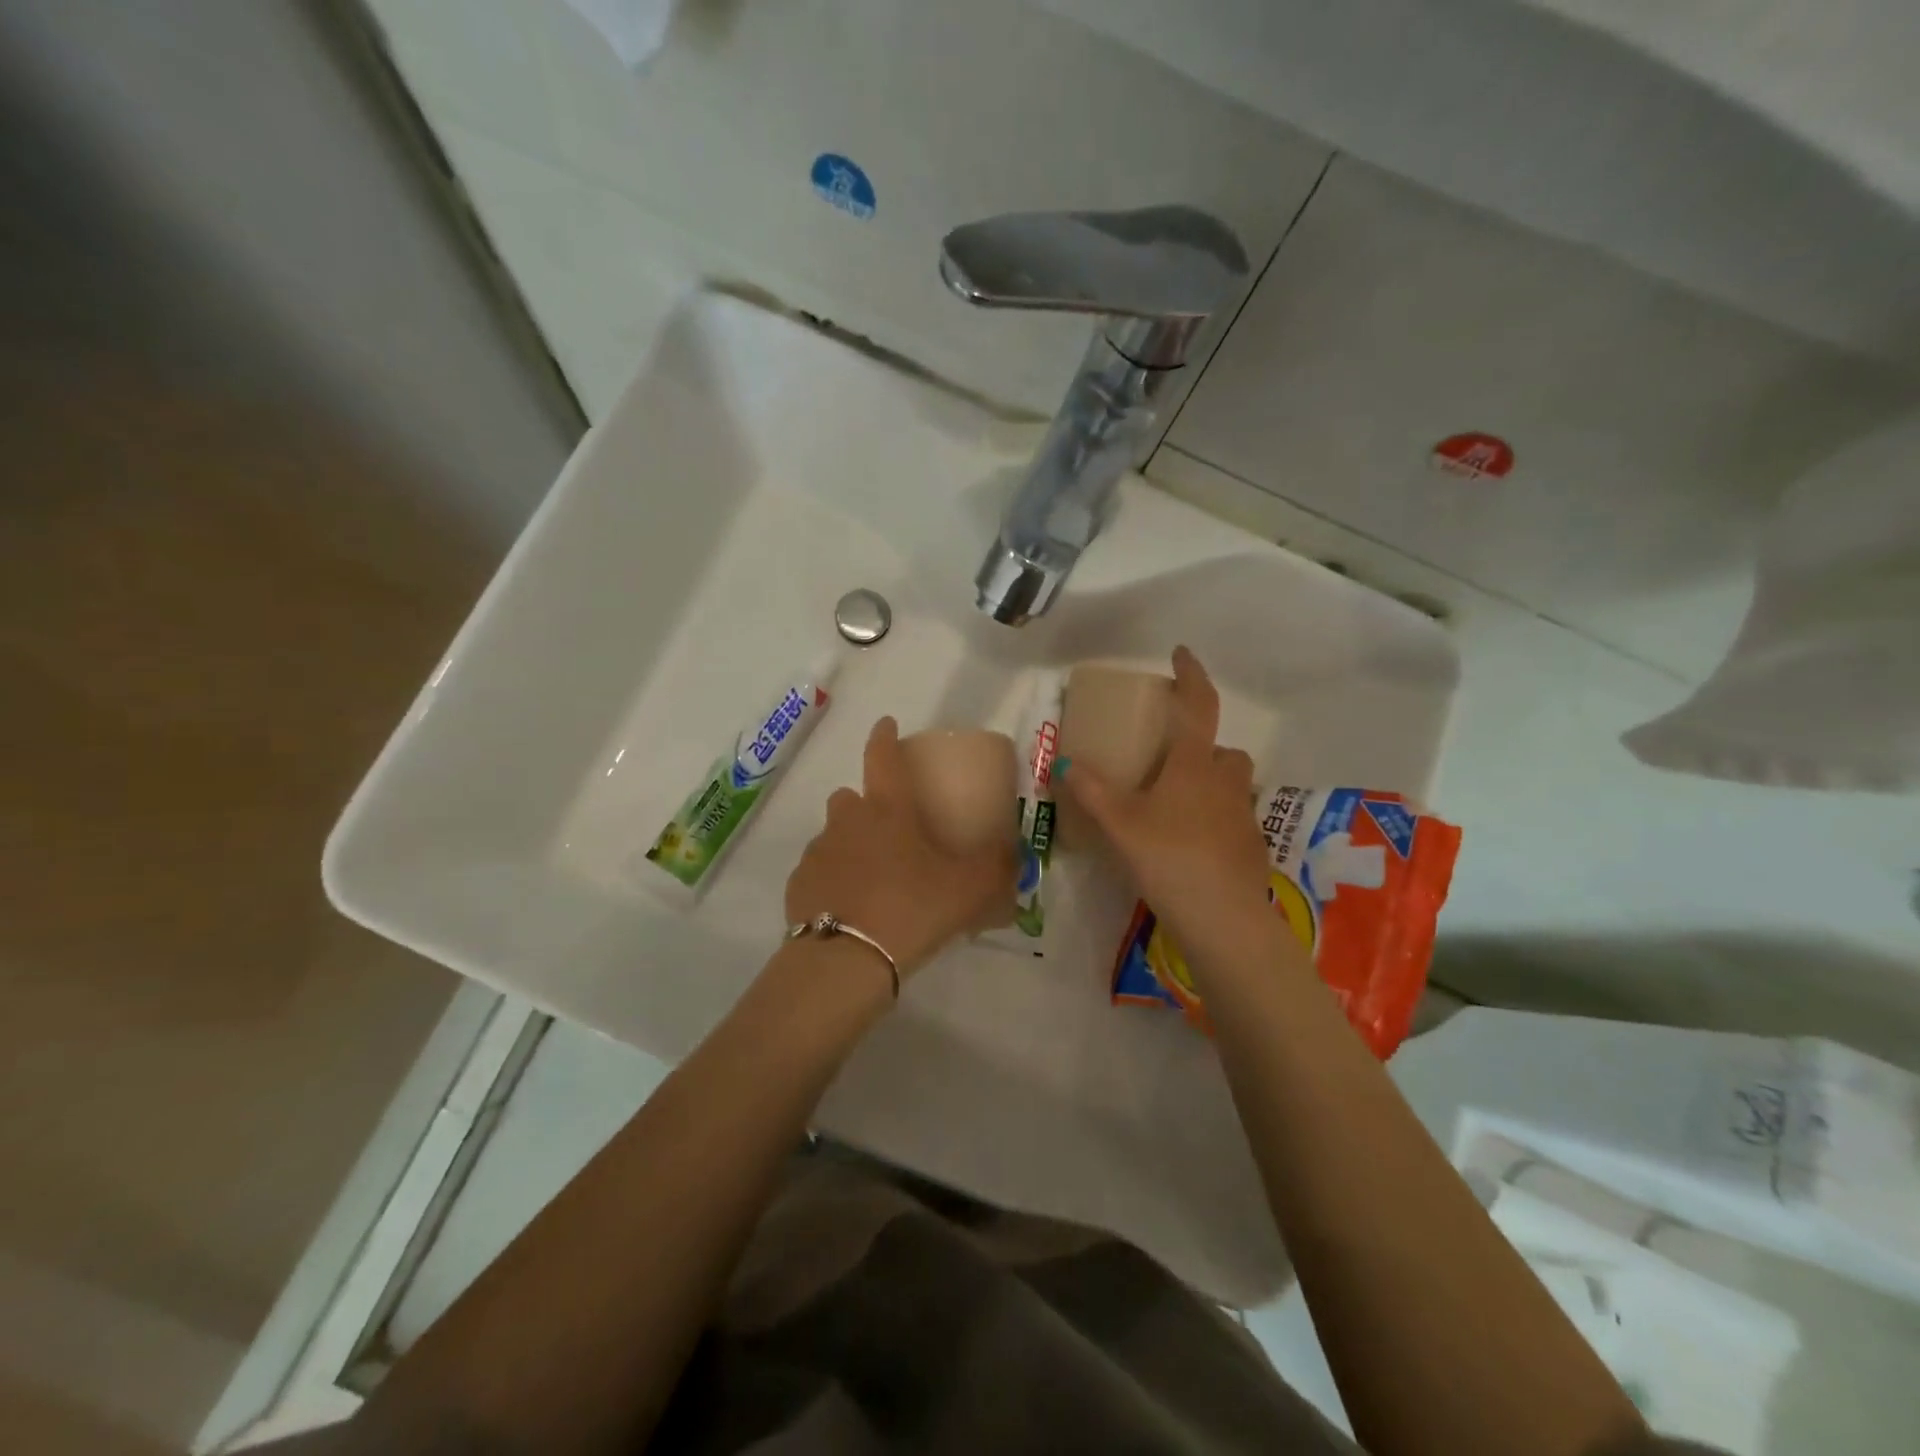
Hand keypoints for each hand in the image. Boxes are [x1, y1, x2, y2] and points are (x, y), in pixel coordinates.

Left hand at [785, 716, 1016, 978]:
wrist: (846, 960)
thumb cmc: (911, 909)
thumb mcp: (969, 889)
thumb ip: (997, 867)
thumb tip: (1017, 852)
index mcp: (887, 810)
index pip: (882, 757)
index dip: (884, 737)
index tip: (885, 724)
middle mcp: (846, 821)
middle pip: (850, 797)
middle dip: (865, 804)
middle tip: (889, 831)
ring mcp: (817, 852)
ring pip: (832, 834)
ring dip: (849, 844)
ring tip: (872, 876)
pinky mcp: (798, 885)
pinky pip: (818, 871)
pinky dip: (832, 880)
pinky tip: (849, 908)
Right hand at [1060, 647, 1270, 941]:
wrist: (1222, 917)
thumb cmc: (1169, 857)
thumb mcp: (1120, 823)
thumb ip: (1092, 791)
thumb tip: (1065, 763)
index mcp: (1194, 765)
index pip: (1199, 706)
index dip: (1192, 676)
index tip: (1181, 654)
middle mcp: (1225, 782)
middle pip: (1222, 750)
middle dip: (1201, 749)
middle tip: (1168, 765)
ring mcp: (1244, 815)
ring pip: (1230, 784)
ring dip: (1209, 784)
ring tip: (1175, 807)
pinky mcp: (1252, 847)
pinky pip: (1232, 819)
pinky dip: (1214, 820)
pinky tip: (1189, 845)